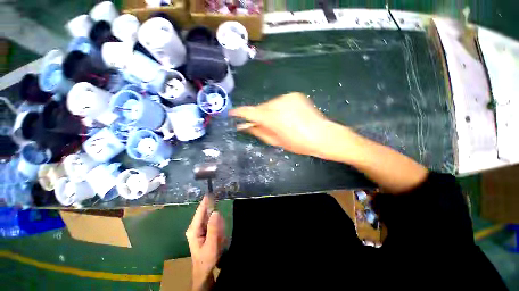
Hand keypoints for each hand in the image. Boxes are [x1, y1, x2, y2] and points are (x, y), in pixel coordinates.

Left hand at [186, 196, 225, 289]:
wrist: (204, 270)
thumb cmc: (206, 259)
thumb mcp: (211, 245)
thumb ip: (214, 228)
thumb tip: (216, 211)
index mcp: (193, 229)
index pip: (200, 210)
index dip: (206, 201)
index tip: (212, 191)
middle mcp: (195, 226)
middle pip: (208, 214)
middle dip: (217, 222)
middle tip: (220, 235)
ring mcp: (199, 228)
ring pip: (212, 219)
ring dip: (218, 227)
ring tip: (219, 240)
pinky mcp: (203, 230)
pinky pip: (213, 224)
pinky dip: (218, 229)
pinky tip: (218, 239)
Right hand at [231, 92, 350, 158]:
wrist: (322, 135)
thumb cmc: (298, 144)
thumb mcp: (276, 141)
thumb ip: (258, 132)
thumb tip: (244, 126)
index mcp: (272, 118)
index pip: (249, 112)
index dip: (239, 112)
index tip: (232, 113)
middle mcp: (278, 103)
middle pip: (260, 107)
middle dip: (257, 115)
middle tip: (260, 124)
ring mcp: (287, 97)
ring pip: (269, 104)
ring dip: (269, 112)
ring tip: (278, 121)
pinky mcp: (294, 95)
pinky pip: (280, 101)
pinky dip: (279, 108)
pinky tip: (286, 116)